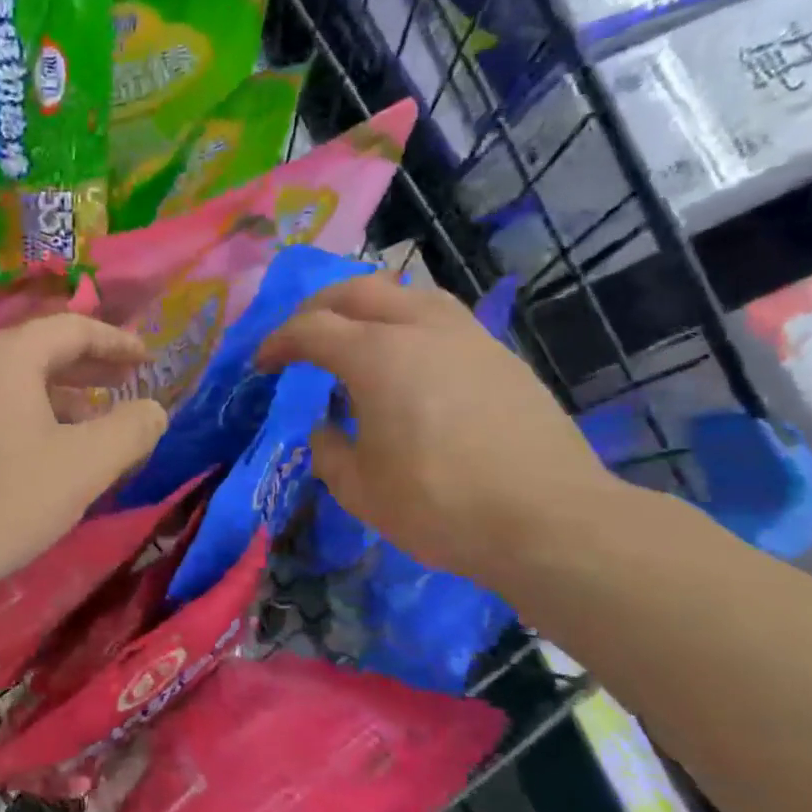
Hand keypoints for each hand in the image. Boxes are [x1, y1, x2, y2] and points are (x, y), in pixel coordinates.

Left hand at [0, 314, 169, 596]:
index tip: (147, 358)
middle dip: (87, 366)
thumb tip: (153, 409)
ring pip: (12, 380)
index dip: (116, 341)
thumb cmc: (7, 500)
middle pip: (38, 349)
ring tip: (91, 422)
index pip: (71, 328)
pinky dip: (26, 413)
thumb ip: (131, 429)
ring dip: (57, 394)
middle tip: (124, 383)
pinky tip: (41, 448)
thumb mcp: (85, 465)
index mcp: (5, 356)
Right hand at [257, 275, 623, 588]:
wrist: (548, 520)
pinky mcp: (502, 357)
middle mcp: (422, 329)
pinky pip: (443, 320)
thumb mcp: (358, 488)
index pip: (312, 329)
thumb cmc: (438, 504)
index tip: (263, 365)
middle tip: (301, 337)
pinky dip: (409, 326)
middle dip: (319, 308)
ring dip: (370, 306)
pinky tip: (410, 363)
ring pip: (409, 294)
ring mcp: (469, 338)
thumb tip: (327, 429)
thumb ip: (329, 450)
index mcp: (377, 355)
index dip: (278, 342)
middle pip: (359, 291)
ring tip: (357, 337)